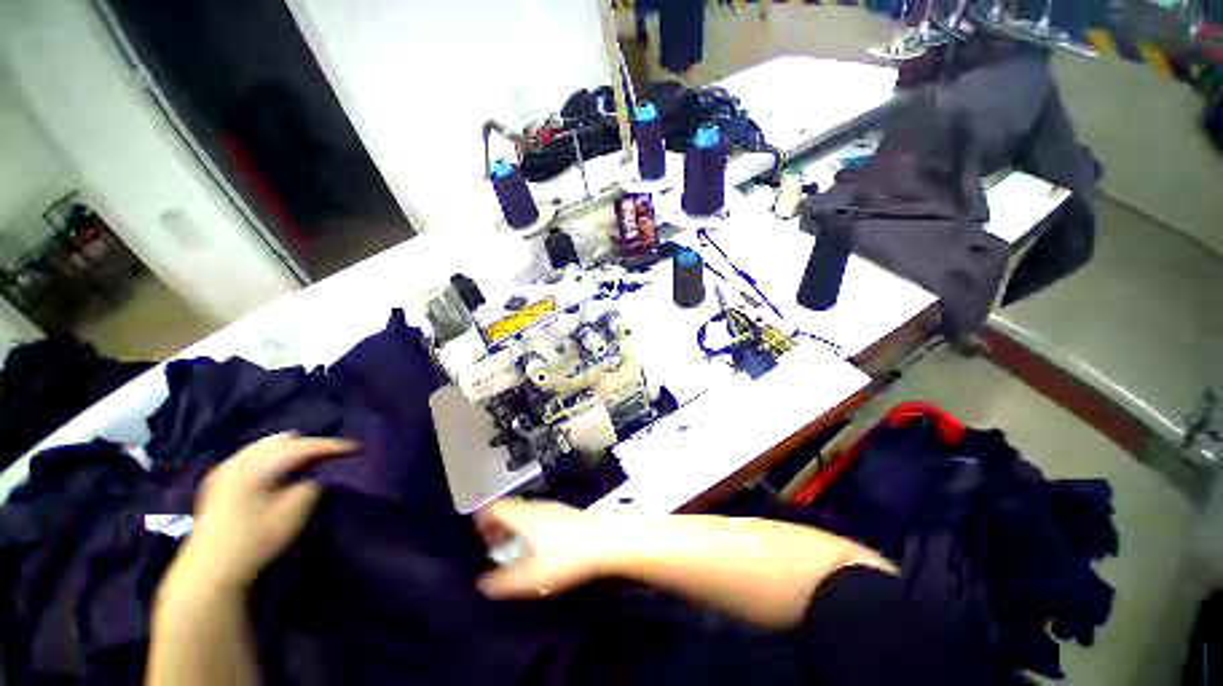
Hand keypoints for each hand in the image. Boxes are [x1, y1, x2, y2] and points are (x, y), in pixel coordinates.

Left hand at [166, 434, 357, 593]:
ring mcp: (225, 469)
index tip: (357, 447)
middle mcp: (238, 461)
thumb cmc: (255, 541)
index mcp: (256, 466)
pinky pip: (252, 456)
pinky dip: (271, 458)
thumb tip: (317, 475)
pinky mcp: (219, 481)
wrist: (210, 572)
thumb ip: (312, 485)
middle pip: (282, 440)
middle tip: (330, 457)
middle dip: (309, 445)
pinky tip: (279, 471)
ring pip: (265, 446)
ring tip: (308, 462)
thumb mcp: (294, 513)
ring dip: (289, 451)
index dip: (333, 445)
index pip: (303, 446)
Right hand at [475, 500, 633, 599]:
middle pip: (507, 509)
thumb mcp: (531, 577)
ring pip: (523, 513)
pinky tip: (537, 549)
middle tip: (493, 550)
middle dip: (497, 528)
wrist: (605, 540)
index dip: (481, 521)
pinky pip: (537, 516)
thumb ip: (502, 582)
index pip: (493, 508)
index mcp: (522, 516)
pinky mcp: (564, 513)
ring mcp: (551, 507)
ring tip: (514, 553)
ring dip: (513, 529)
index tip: (478, 540)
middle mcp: (535, 506)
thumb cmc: (566, 556)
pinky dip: (529, 528)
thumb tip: (482, 583)